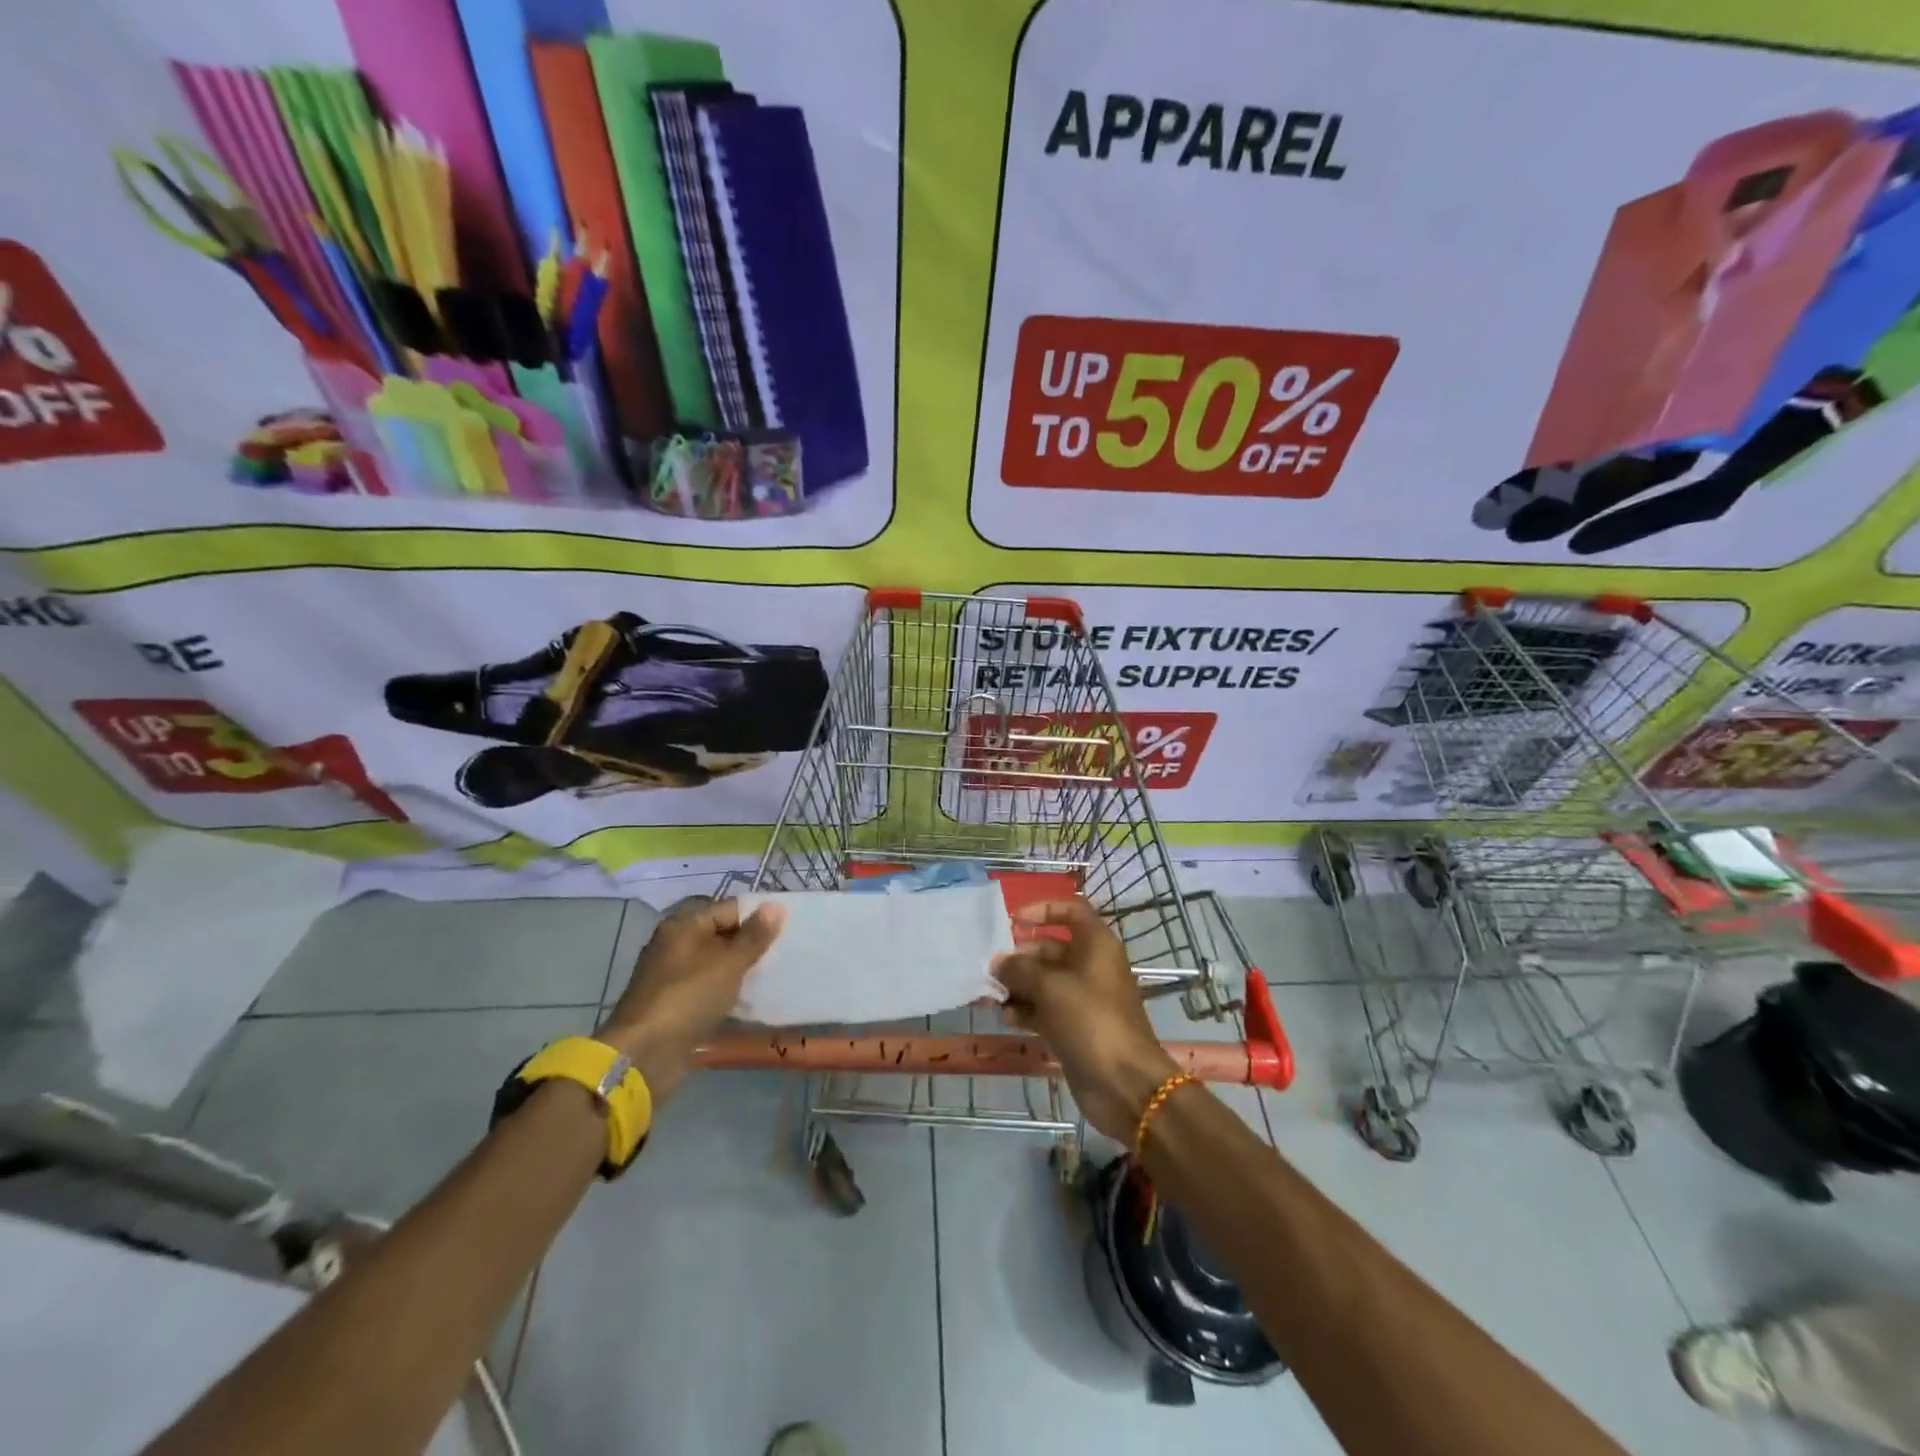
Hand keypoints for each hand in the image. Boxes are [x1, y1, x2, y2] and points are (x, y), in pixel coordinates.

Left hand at [597, 897, 784, 1099]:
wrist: (644, 1054)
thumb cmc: (689, 997)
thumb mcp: (729, 963)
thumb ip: (755, 936)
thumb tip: (776, 905)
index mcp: (683, 925)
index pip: (729, 909)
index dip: (758, 916)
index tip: (787, 930)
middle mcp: (674, 944)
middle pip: (721, 934)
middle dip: (750, 944)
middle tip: (784, 953)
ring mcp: (672, 975)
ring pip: (715, 963)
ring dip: (740, 969)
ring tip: (771, 976)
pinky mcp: (673, 1003)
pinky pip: (707, 987)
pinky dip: (726, 991)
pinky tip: (748, 999)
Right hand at [990, 898, 1179, 1141]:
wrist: (1124, 1083)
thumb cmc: (1090, 1020)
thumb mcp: (1051, 987)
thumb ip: (1020, 970)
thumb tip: (999, 962)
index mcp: (1096, 945)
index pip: (1071, 910)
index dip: (1043, 909)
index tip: (1014, 919)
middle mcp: (1091, 966)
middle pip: (1051, 949)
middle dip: (1020, 956)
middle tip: (990, 969)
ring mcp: (1083, 999)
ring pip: (1045, 982)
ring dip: (1018, 986)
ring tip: (990, 995)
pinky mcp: (1075, 1027)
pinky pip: (1045, 1009)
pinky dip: (1026, 1010)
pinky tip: (1005, 1017)